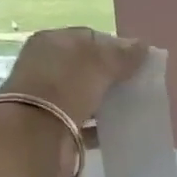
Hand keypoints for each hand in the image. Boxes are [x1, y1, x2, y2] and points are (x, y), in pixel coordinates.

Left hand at [2, 26, 148, 124]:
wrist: (34, 137)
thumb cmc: (65, 87)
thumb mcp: (99, 63)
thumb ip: (122, 55)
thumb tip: (142, 46)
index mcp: (51, 42)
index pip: (89, 39)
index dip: (115, 48)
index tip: (138, 62)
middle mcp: (45, 68)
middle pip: (86, 69)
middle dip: (111, 77)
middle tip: (138, 86)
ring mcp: (48, 100)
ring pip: (85, 96)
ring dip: (106, 102)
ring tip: (133, 108)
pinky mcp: (54, 129)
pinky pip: (84, 124)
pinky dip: (100, 127)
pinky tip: (119, 130)